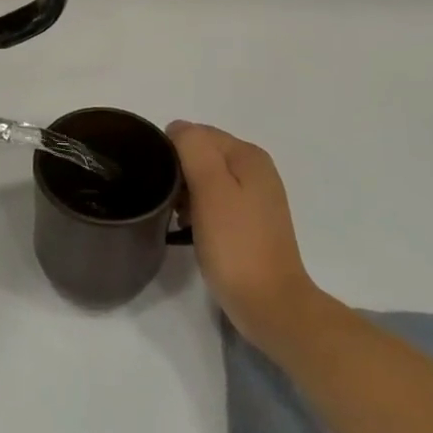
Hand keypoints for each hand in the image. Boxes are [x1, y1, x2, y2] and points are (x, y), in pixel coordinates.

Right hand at [169, 122, 324, 360]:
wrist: (270, 305)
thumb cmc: (235, 244)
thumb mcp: (210, 188)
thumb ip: (193, 148)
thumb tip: (177, 128)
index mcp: (248, 155)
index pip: (197, 133)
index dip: (173, 152)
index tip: (161, 181)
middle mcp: (256, 170)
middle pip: (203, 154)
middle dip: (180, 172)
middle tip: (168, 202)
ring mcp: (256, 198)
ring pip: (207, 179)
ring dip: (187, 193)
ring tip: (176, 218)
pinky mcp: (251, 223)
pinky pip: (216, 202)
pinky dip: (199, 210)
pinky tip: (190, 230)